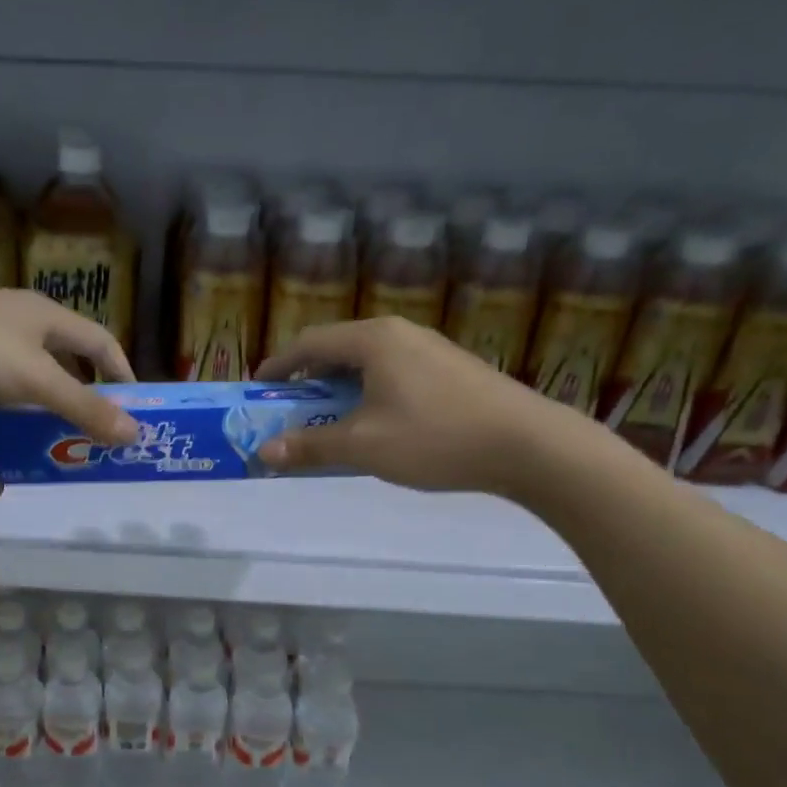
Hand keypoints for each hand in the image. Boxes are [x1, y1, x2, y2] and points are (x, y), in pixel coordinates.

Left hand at [0, 274, 139, 493]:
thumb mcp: (36, 380)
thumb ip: (84, 408)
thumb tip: (133, 434)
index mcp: (45, 321)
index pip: (99, 343)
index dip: (121, 374)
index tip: (135, 412)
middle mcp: (16, 333)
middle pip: (59, 372)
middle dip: (76, 409)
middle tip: (93, 445)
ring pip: (16, 400)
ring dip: (31, 433)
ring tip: (49, 466)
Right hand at [254, 316, 575, 493]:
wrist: (528, 445)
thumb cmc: (435, 438)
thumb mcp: (363, 446)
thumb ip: (310, 446)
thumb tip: (263, 452)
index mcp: (373, 340)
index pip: (309, 343)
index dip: (279, 366)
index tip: (258, 389)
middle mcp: (400, 334)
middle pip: (338, 349)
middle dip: (308, 379)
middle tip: (290, 409)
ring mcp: (430, 350)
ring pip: (368, 363)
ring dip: (340, 389)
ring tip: (329, 419)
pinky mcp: (451, 370)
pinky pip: (393, 374)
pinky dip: (369, 394)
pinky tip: (376, 424)